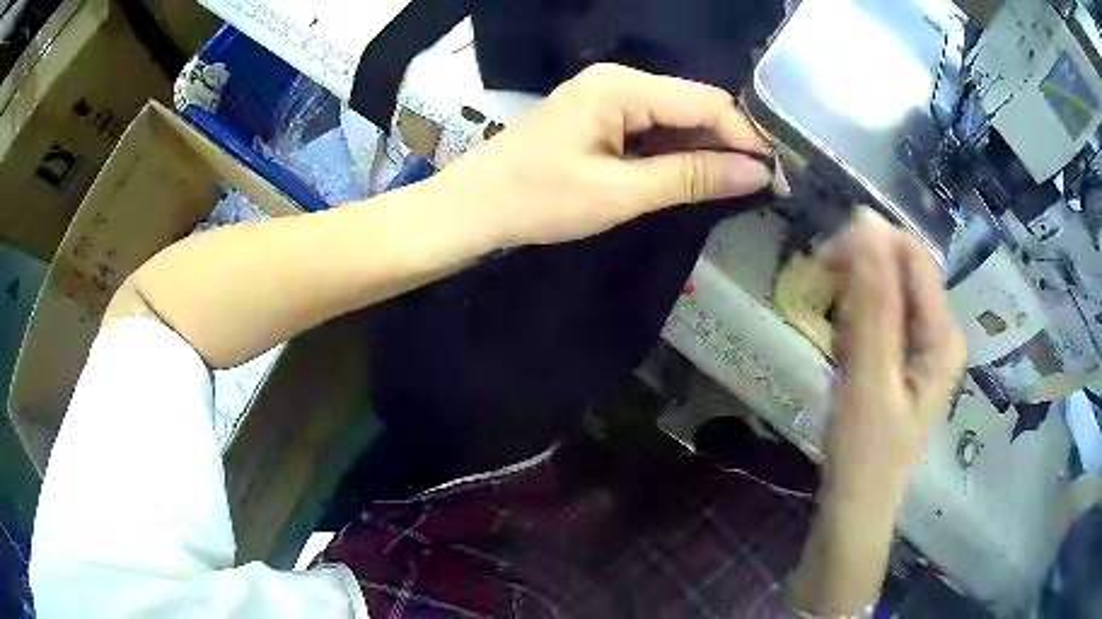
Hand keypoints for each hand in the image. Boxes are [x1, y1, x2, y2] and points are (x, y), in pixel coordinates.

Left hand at [433, 63, 783, 248]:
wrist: (474, 207)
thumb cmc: (538, 200)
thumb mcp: (620, 193)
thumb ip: (691, 177)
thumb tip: (757, 173)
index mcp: (621, 87)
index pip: (706, 103)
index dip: (746, 137)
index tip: (777, 174)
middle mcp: (618, 80)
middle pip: (693, 104)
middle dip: (730, 142)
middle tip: (763, 184)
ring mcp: (607, 96)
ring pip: (676, 116)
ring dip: (707, 148)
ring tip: (738, 184)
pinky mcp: (600, 116)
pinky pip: (653, 127)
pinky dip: (678, 151)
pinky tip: (696, 174)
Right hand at [820, 211, 965, 504]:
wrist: (855, 508)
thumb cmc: (864, 453)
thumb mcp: (868, 377)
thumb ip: (872, 300)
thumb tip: (866, 220)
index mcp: (943, 333)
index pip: (911, 254)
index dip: (868, 246)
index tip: (823, 265)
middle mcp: (940, 331)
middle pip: (899, 271)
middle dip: (859, 280)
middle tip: (827, 314)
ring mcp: (924, 347)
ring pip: (886, 294)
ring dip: (854, 305)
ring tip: (838, 348)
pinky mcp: (905, 360)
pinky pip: (880, 319)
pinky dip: (855, 327)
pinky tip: (844, 357)